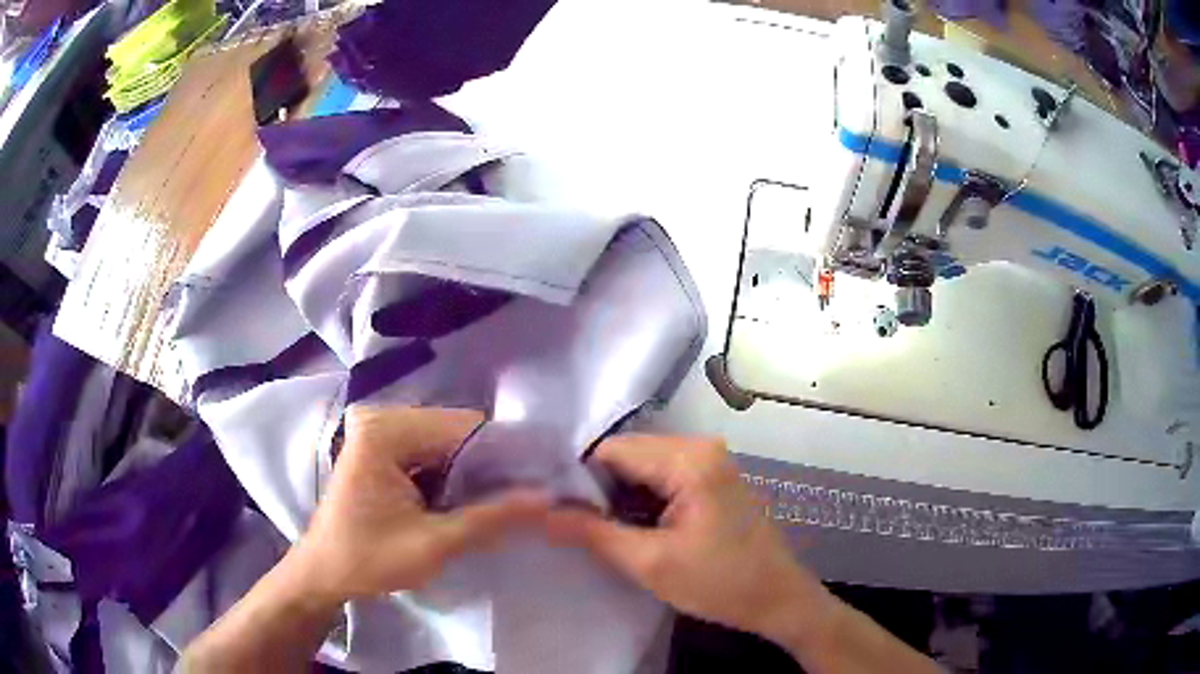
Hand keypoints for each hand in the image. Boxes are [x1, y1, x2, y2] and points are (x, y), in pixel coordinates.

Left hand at [289, 405, 549, 605]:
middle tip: (527, 498)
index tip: (542, 482)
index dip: (507, 455)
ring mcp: (381, 431)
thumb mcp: (432, 546)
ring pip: (450, 443)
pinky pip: (433, 453)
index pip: (464, 428)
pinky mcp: (383, 448)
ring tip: (506, 502)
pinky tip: (473, 500)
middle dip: (492, 466)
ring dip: (476, 472)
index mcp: (385, 431)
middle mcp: (383, 418)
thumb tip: (548, 499)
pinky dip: (456, 476)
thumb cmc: (366, 561)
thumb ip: (490, 519)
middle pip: (458, 431)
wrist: (322, 574)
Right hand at [546, 435, 836, 647]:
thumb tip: (541, 512)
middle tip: (573, 524)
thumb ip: (592, 533)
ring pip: (643, 467)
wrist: (778, 599)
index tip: (554, 507)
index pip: (612, 450)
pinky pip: (663, 477)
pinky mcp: (713, 478)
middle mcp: (701, 447)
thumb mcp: (650, 563)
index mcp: (690, 459)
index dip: (578, 478)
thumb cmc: (720, 583)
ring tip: (597, 529)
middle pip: (628, 455)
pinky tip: (631, 527)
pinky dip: (642, 500)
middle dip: (598, 489)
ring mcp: (710, 461)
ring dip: (619, 496)